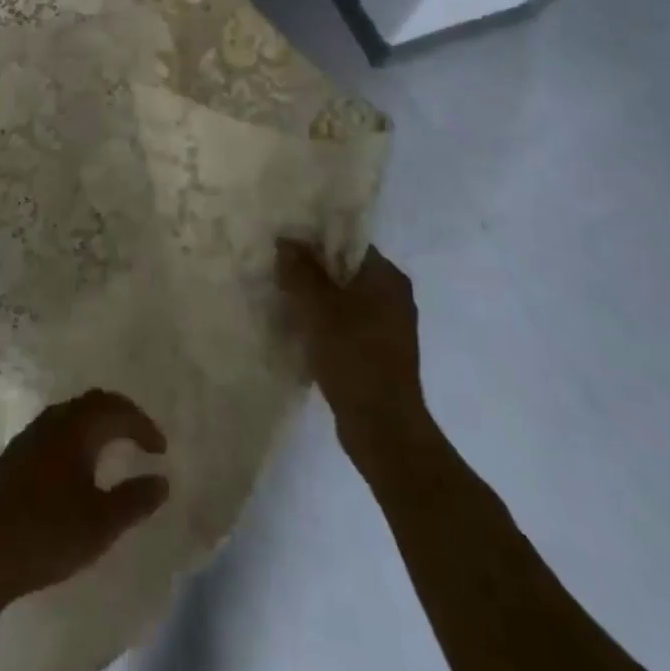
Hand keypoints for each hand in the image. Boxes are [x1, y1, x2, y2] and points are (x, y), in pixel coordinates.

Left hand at [0, 390, 169, 615]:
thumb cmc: (46, 533)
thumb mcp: (100, 523)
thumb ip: (134, 500)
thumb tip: (162, 480)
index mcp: (77, 427)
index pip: (118, 410)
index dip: (144, 426)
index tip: (161, 450)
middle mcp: (54, 420)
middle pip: (94, 402)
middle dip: (122, 415)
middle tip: (141, 438)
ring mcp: (30, 435)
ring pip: (72, 414)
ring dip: (98, 424)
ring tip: (114, 448)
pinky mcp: (15, 455)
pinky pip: (57, 429)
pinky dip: (78, 435)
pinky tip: (78, 466)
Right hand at [277, 240, 432, 472]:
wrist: (383, 429)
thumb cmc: (353, 357)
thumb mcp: (318, 308)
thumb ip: (300, 271)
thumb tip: (286, 242)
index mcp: (387, 278)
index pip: (347, 243)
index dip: (314, 241)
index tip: (283, 247)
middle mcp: (393, 296)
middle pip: (344, 270)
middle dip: (310, 271)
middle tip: (276, 272)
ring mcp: (388, 327)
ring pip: (343, 299)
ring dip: (314, 299)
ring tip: (281, 299)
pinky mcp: (378, 353)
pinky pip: (345, 324)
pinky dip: (324, 323)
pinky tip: (298, 330)